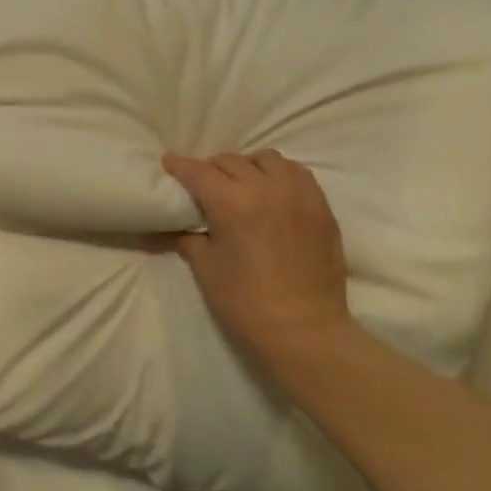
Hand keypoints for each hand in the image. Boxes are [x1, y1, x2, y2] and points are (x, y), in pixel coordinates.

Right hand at [161, 150, 353, 369]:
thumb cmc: (246, 304)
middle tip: (203, 185)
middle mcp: (267, 189)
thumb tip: (175, 225)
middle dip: (212, 168)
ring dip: (248, 166)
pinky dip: (280, 174)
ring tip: (242, 184)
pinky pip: (298, 173)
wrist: (304, 330)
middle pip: (232, 161)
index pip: (200, 172)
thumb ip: (188, 239)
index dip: (180, 166)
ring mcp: (299, 195)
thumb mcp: (206, 270)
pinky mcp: (321, 207)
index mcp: (233, 204)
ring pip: (268, 159)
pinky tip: (273, 191)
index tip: (168, 161)